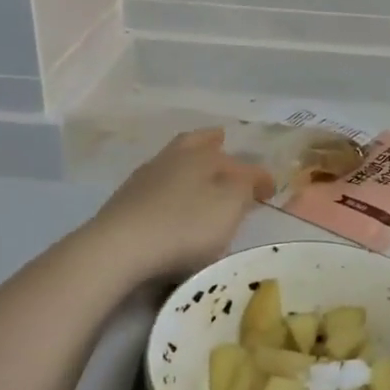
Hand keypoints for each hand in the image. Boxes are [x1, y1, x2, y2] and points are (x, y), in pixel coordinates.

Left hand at [83, 129, 276, 284]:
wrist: (118, 248)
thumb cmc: (185, 226)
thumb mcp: (229, 206)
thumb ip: (245, 188)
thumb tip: (252, 178)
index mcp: (201, 157)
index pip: (239, 163)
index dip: (258, 176)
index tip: (270, 192)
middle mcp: (172, 159)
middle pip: (194, 144)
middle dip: (211, 143)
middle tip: (222, 141)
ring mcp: (143, 180)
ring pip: (172, 162)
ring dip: (188, 166)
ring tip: (199, 176)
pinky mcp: (124, 203)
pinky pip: (155, 187)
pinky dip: (170, 188)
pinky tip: (172, 201)